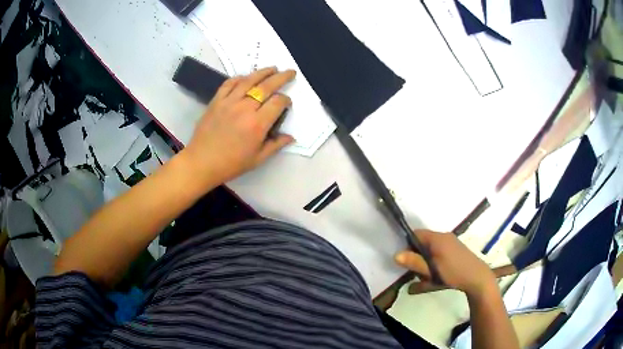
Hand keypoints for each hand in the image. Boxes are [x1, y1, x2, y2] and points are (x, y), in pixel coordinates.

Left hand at [182, 67, 295, 186]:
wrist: (201, 162)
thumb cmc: (231, 164)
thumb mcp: (257, 159)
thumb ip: (276, 145)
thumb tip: (291, 137)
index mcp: (257, 124)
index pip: (278, 102)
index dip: (286, 100)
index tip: (287, 103)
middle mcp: (245, 108)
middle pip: (267, 86)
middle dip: (281, 77)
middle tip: (290, 72)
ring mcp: (229, 102)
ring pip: (249, 80)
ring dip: (263, 72)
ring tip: (273, 68)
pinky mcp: (216, 101)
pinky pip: (229, 84)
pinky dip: (239, 78)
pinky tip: (246, 77)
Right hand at [395, 230, 496, 297]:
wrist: (477, 277)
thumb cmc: (453, 272)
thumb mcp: (431, 270)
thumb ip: (414, 262)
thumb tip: (395, 255)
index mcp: (437, 238)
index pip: (416, 234)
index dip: (408, 245)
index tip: (407, 261)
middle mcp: (444, 236)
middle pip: (423, 242)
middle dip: (417, 257)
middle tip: (417, 272)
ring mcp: (451, 242)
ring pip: (431, 249)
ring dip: (426, 261)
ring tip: (427, 277)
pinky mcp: (456, 250)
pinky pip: (439, 252)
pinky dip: (434, 262)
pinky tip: (436, 275)